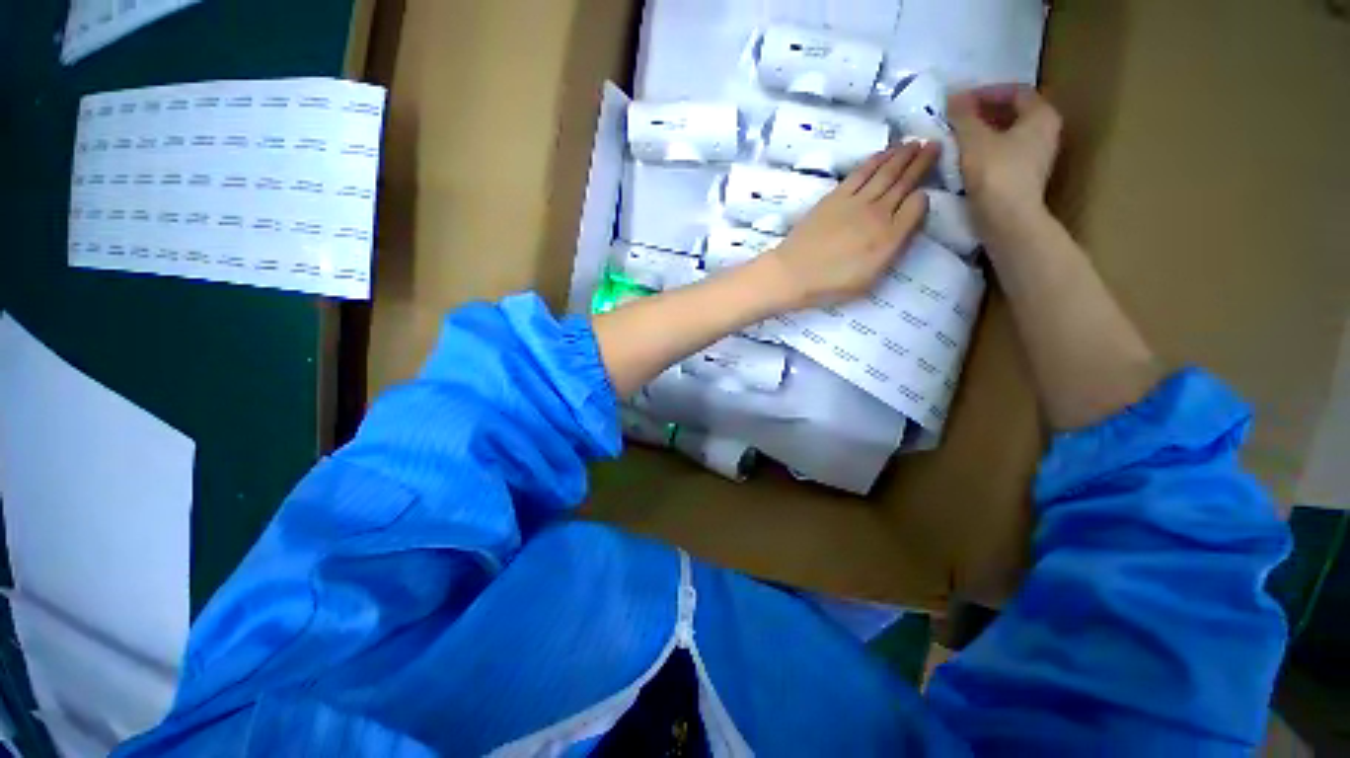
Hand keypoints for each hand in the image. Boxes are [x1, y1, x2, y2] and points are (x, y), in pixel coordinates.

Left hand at [758, 143, 937, 310]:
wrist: (793, 273)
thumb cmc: (830, 284)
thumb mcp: (869, 279)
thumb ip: (892, 250)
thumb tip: (905, 224)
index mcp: (889, 238)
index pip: (917, 207)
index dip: (923, 198)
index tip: (925, 191)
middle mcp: (877, 213)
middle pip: (904, 182)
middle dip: (922, 162)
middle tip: (935, 144)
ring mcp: (855, 201)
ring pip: (885, 171)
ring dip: (902, 155)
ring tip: (915, 143)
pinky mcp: (835, 196)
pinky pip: (862, 172)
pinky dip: (876, 160)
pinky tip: (885, 153)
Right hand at [947, 85, 1061, 221]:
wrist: (1008, 220)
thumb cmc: (996, 173)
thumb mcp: (975, 140)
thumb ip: (964, 116)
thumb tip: (954, 96)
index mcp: (1041, 115)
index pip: (1015, 91)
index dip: (987, 92)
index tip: (960, 101)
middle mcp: (1046, 132)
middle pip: (1013, 113)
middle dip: (984, 113)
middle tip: (957, 119)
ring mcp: (1037, 157)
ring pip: (1008, 135)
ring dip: (983, 133)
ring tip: (957, 139)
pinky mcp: (1024, 178)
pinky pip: (1004, 154)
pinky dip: (986, 151)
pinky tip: (965, 159)